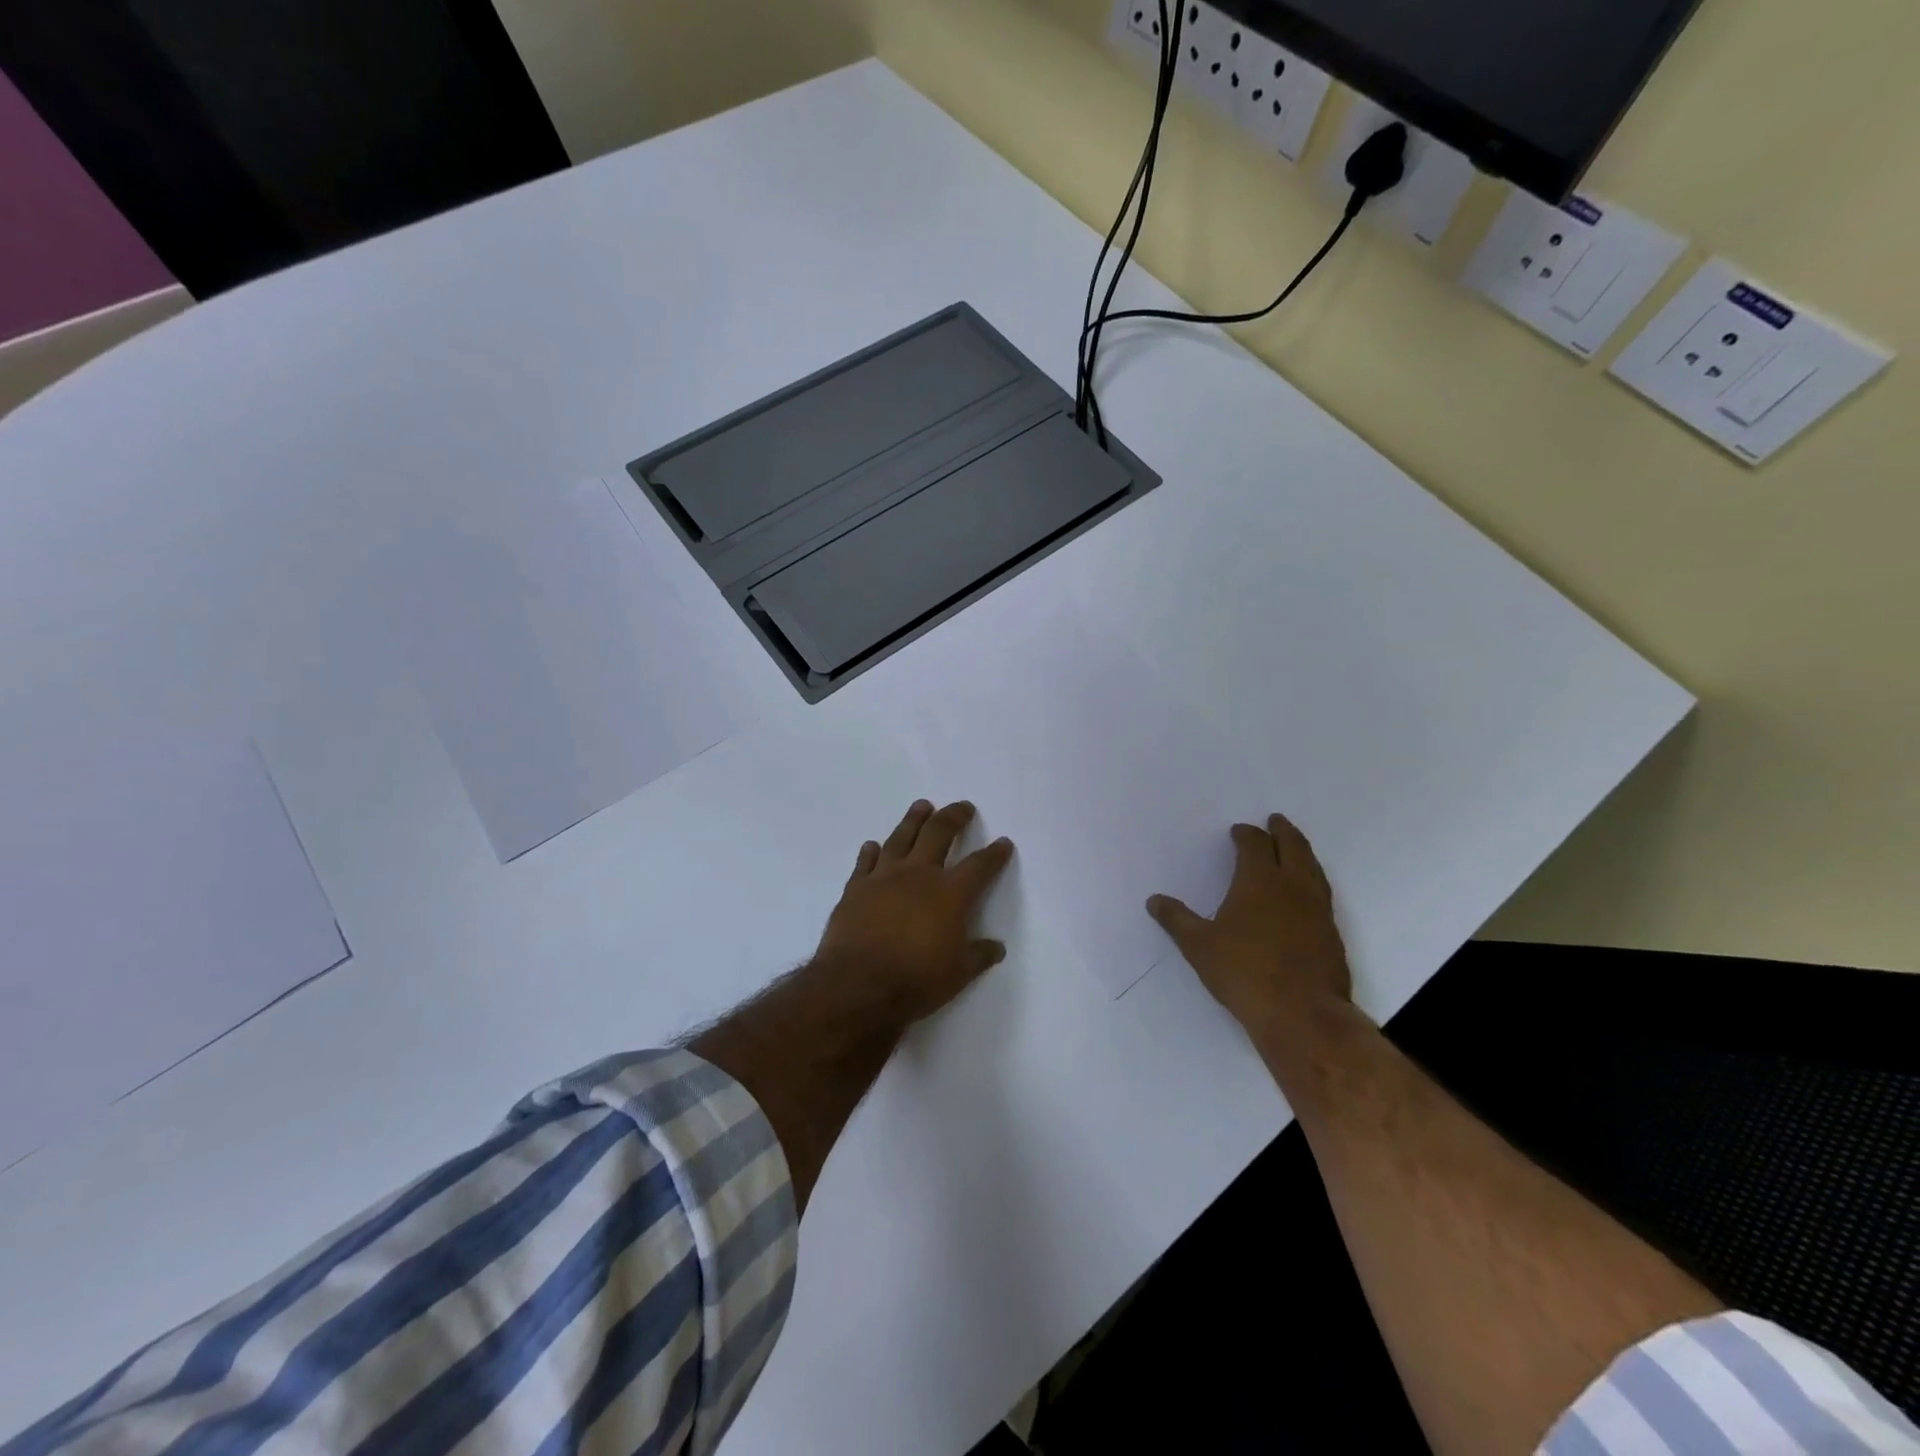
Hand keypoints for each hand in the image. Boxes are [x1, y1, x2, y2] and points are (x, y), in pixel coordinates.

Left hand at [818, 800, 1014, 1023]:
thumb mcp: (958, 974)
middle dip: (954, 817)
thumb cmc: (916, 979)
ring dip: (914, 820)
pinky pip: (865, 862)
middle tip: (962, 807)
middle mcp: (919, 874)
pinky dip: (871, 851)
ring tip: (922, 806)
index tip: (1003, 842)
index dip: (994, 853)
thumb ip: (978, 956)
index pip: (979, 866)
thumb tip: (997, 947)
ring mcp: (884, 877)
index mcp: (950, 893)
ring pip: (901, 837)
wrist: (858, 985)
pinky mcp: (856, 888)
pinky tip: (873, 845)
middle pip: (939, 833)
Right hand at [1147, 813, 1351, 1034]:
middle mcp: (1292, 887)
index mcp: (1259, 882)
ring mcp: (1317, 910)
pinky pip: (1322, 893)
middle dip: (1283, 831)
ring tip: (1295, 848)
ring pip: (1313, 868)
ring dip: (1302, 852)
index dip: (1247, 835)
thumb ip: (1177, 920)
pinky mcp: (1332, 934)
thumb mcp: (1199, 946)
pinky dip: (1313, 880)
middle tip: (1276, 821)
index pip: (1255, 846)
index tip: (1239, 831)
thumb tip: (1154, 900)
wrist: (1302, 1014)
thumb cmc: (1244, 973)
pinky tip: (1306, 893)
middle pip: (1293, 847)